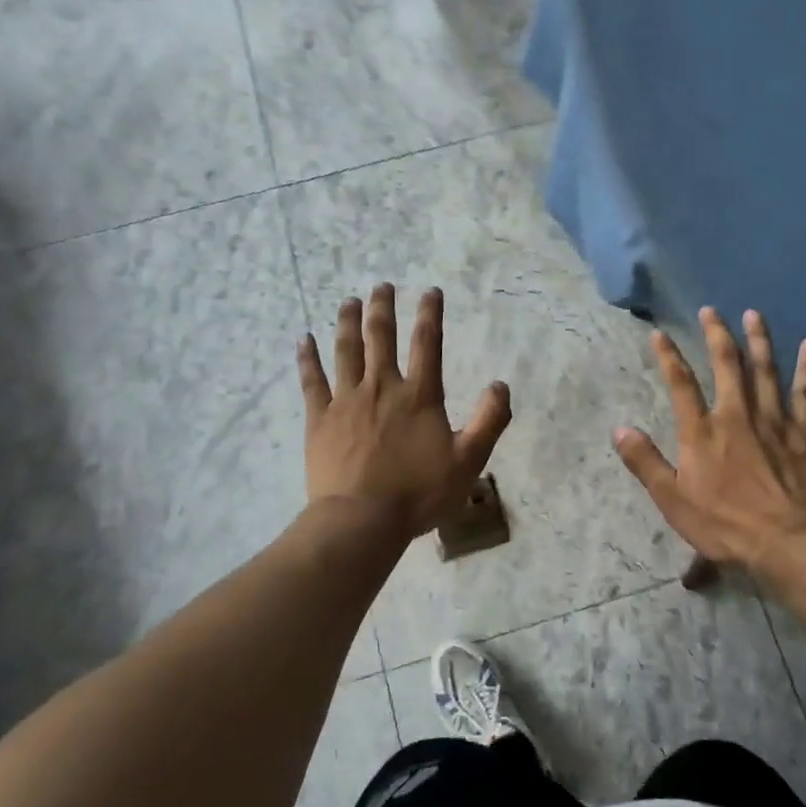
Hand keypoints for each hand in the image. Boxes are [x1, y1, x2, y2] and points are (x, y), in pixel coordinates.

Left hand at [298, 284, 512, 538]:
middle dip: (384, 308)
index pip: (427, 344)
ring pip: (346, 350)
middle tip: (383, 286)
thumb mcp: (468, 461)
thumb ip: (488, 421)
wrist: (361, 520)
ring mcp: (346, 400)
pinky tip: (304, 339)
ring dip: (348, 322)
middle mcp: (381, 387)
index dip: (430, 314)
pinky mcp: (319, 418)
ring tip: (349, 300)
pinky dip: (308, 358)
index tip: (430, 291)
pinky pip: (312, 380)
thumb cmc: (418, 493)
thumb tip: (501, 385)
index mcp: (418, 396)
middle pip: (381, 337)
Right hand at [614, 307, 805, 573]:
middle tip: (711, 310)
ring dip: (758, 340)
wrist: (787, 541)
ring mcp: (773, 420)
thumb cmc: (724, 523)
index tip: (660, 334)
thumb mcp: (672, 499)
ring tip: (753, 314)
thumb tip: (619, 429)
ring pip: (765, 370)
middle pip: (726, 365)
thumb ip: (645, 462)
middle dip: (716, 335)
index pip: (681, 384)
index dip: (669, 357)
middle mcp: (735, 415)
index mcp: (701, 432)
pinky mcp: (804, 433)